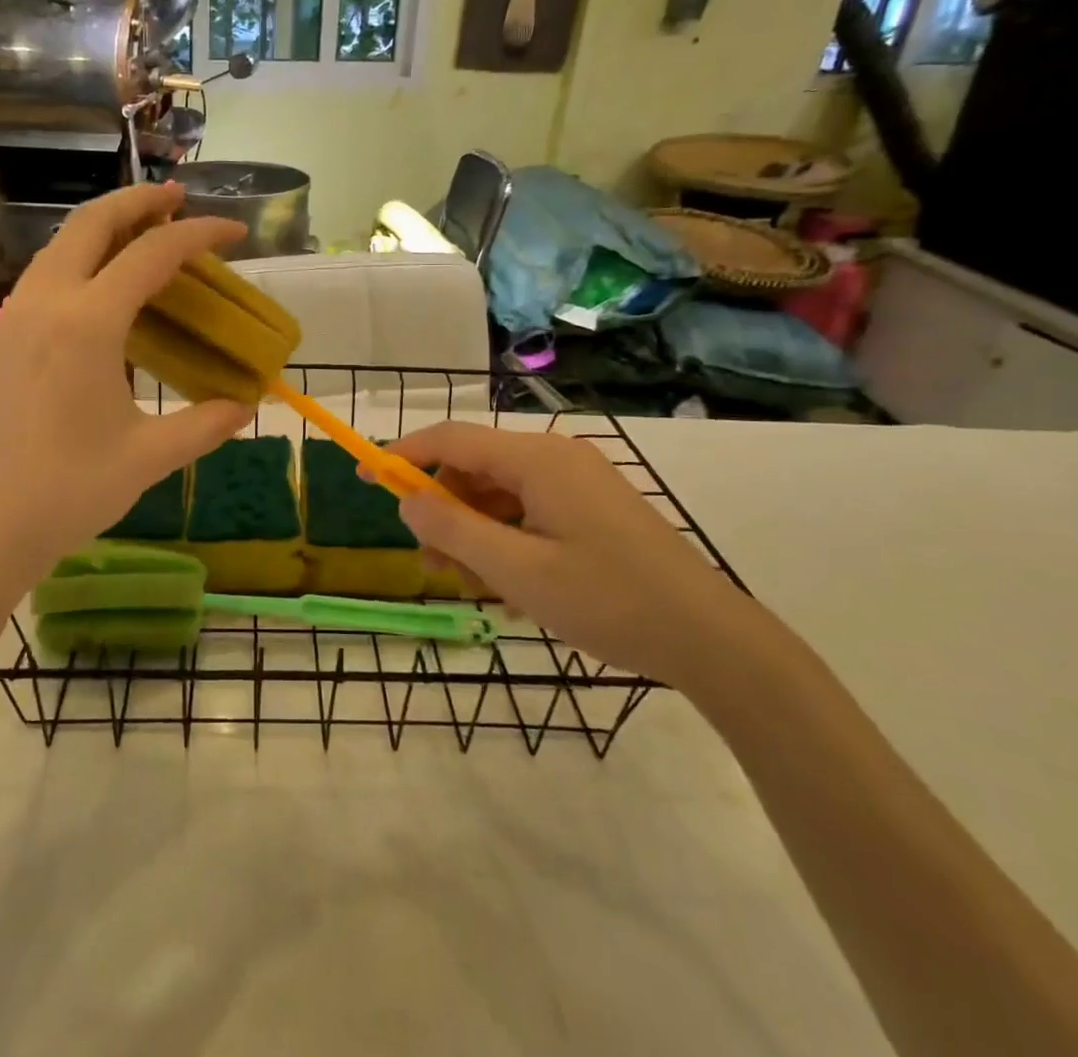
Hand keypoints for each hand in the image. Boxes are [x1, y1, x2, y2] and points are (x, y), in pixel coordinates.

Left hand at [0, 184, 253, 607]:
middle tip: (179, 199)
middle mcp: (46, 303)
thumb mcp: (148, 457)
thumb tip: (245, 407)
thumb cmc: (66, 492)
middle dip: (140, 201)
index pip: (153, 254)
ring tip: (143, 237)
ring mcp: (12, 318)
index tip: (235, 230)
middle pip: (92, 223)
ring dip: (104, 228)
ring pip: (60, 246)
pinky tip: (99, 294)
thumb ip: (204, 425)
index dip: (199, 234)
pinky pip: (43, 277)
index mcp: (88, 322)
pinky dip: (79, 261)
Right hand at [384, 423, 758, 686]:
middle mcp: (556, 457)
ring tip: (464, 582)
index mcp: (537, 459)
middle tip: (429, 563)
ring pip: (500, 493)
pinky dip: (505, 537)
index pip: (452, 439)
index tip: (365, 476)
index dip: (403, 454)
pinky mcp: (592, 506)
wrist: (711, 638)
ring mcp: (577, 481)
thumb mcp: (518, 572)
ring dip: (472, 530)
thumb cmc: (609, 601)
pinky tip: (506, 583)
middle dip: (442, 508)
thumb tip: (407, 501)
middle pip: (475, 467)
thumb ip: (454, 532)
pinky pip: (528, 510)